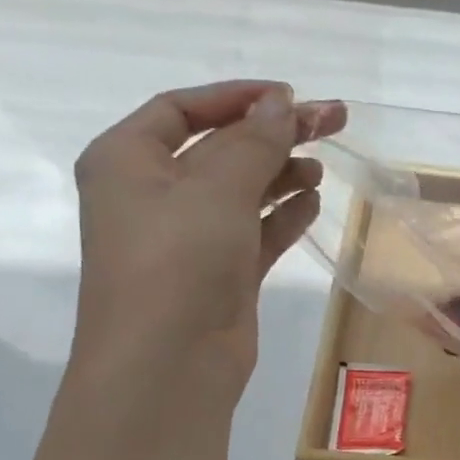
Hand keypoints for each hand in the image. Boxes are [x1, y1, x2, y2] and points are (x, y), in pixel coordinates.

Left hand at [70, 81, 346, 396]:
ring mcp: (188, 237)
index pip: (181, 109)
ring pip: (241, 191)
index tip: (290, 96)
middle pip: (219, 148)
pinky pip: (255, 230)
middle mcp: (153, 194)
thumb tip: (282, 103)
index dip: (236, 97)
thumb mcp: (217, 188)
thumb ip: (254, 142)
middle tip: (331, 121)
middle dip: (272, 133)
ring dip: (280, 173)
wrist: (169, 364)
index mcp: (127, 160)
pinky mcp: (220, 272)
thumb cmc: (178, 261)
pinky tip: (312, 201)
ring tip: (321, 166)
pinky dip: (282, 214)